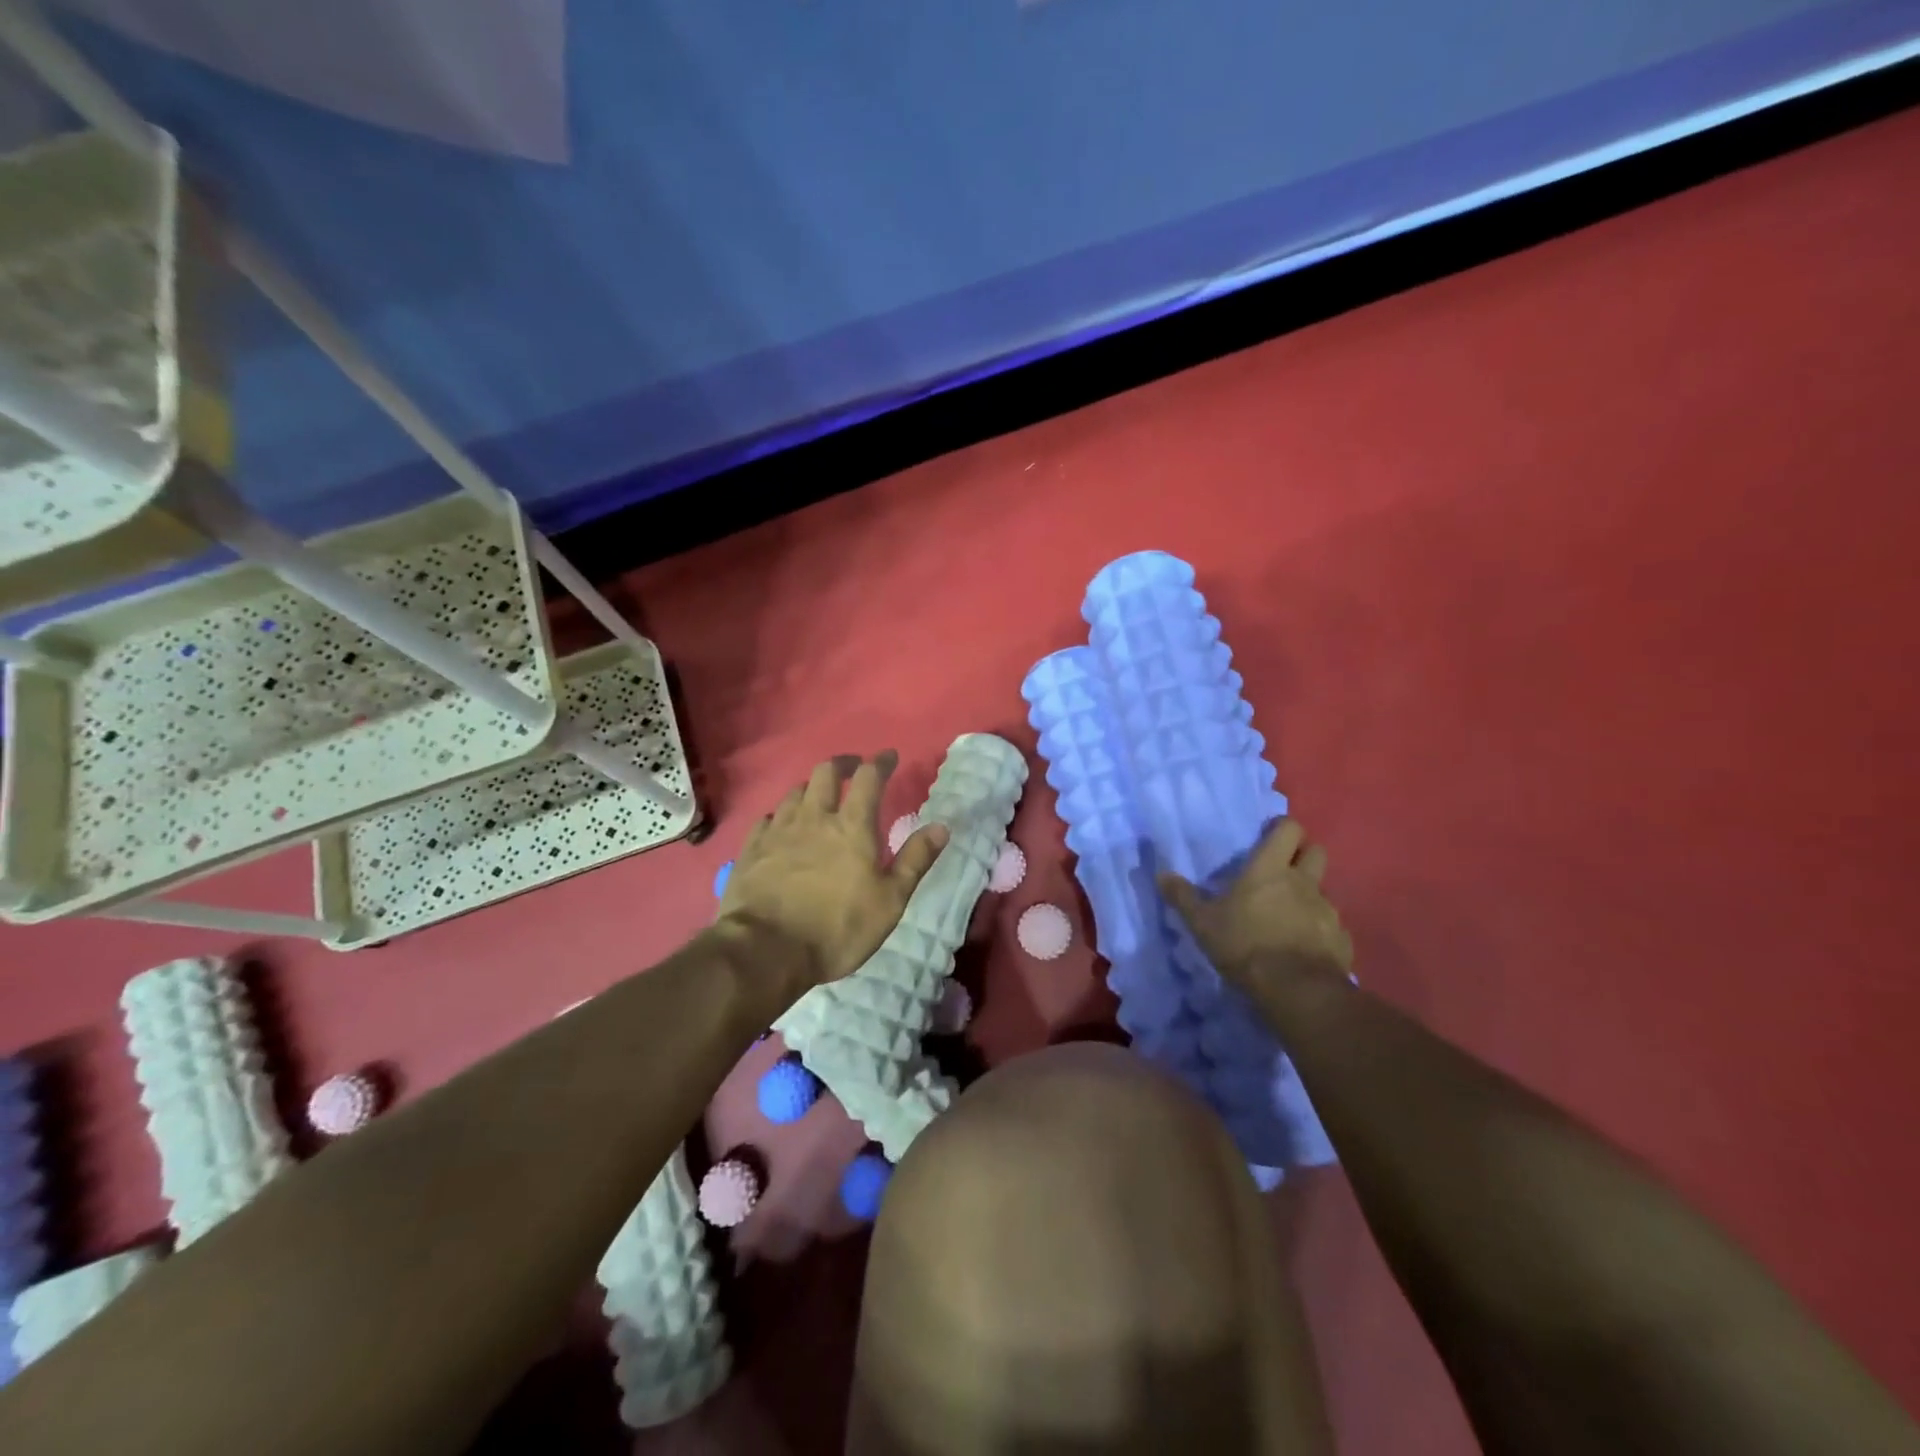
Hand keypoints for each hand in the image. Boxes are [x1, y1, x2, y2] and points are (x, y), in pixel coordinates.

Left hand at [718, 751, 949, 989]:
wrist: (765, 950)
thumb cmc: (837, 928)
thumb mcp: (889, 901)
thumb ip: (915, 860)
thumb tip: (941, 826)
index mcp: (852, 826)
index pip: (869, 778)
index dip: (881, 762)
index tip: (889, 756)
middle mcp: (814, 817)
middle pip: (826, 772)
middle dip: (843, 764)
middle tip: (853, 768)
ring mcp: (779, 830)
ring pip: (796, 792)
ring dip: (812, 787)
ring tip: (819, 796)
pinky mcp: (752, 848)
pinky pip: (768, 817)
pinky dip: (782, 814)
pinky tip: (782, 825)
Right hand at [1159, 820, 1352, 993]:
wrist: (1296, 990)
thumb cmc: (1244, 945)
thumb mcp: (1202, 923)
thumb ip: (1183, 897)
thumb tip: (1161, 875)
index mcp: (1270, 869)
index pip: (1288, 829)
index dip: (1281, 829)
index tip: (1269, 837)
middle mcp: (1303, 881)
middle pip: (1315, 851)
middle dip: (1303, 855)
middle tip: (1283, 870)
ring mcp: (1327, 910)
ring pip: (1323, 890)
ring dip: (1310, 895)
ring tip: (1291, 915)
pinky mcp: (1342, 939)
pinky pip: (1332, 925)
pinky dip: (1320, 929)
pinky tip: (1305, 946)